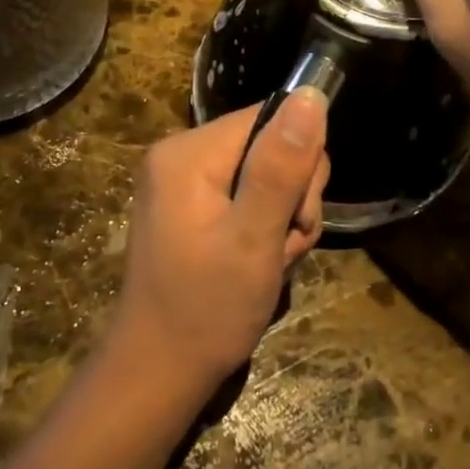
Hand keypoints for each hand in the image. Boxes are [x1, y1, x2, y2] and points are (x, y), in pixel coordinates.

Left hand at [109, 92, 330, 391]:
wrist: (158, 374)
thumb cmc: (207, 310)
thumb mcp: (255, 238)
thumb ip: (282, 166)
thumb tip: (311, 94)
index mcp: (189, 153)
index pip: (271, 118)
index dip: (299, 163)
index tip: (295, 216)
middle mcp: (181, 156)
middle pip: (270, 145)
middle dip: (292, 198)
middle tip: (280, 246)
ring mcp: (183, 183)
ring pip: (267, 175)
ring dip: (284, 218)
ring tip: (269, 261)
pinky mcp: (191, 207)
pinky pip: (247, 197)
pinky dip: (264, 228)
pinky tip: (259, 263)